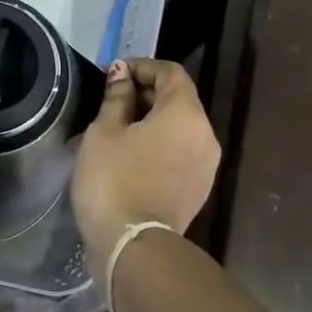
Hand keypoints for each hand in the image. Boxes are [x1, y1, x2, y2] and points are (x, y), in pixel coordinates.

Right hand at [71, 59, 220, 298]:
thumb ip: (117, 97)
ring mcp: (206, 165)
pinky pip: (181, 152)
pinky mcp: (198, 188)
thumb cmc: (113, 179)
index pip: (171, 73)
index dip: (142, 66)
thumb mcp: (105, 131)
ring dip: (153, 119)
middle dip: (147, 93)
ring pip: (181, 127)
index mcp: (186, 114)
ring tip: (118, 127)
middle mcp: (206, 135)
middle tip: (111, 99)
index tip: (113, 74)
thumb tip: (122, 75)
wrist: (131, 244)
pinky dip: (160, 143)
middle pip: (179, 99)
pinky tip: (131, 154)